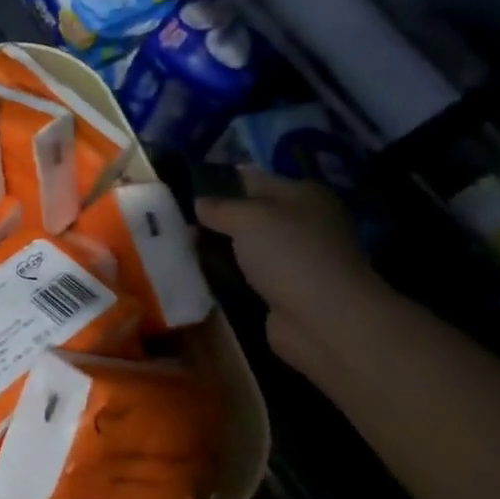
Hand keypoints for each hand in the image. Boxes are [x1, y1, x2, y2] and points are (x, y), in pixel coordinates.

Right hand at [196, 170, 383, 374]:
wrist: (324, 319)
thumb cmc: (289, 253)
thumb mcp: (247, 218)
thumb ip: (219, 207)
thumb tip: (199, 203)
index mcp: (302, 194)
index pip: (253, 179)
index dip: (219, 182)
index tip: (183, 189)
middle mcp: (302, 222)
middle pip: (249, 213)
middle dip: (215, 217)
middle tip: (176, 221)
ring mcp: (295, 257)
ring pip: (246, 245)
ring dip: (219, 247)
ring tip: (180, 246)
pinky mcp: (284, 288)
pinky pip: (247, 273)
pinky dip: (227, 273)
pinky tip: (200, 272)